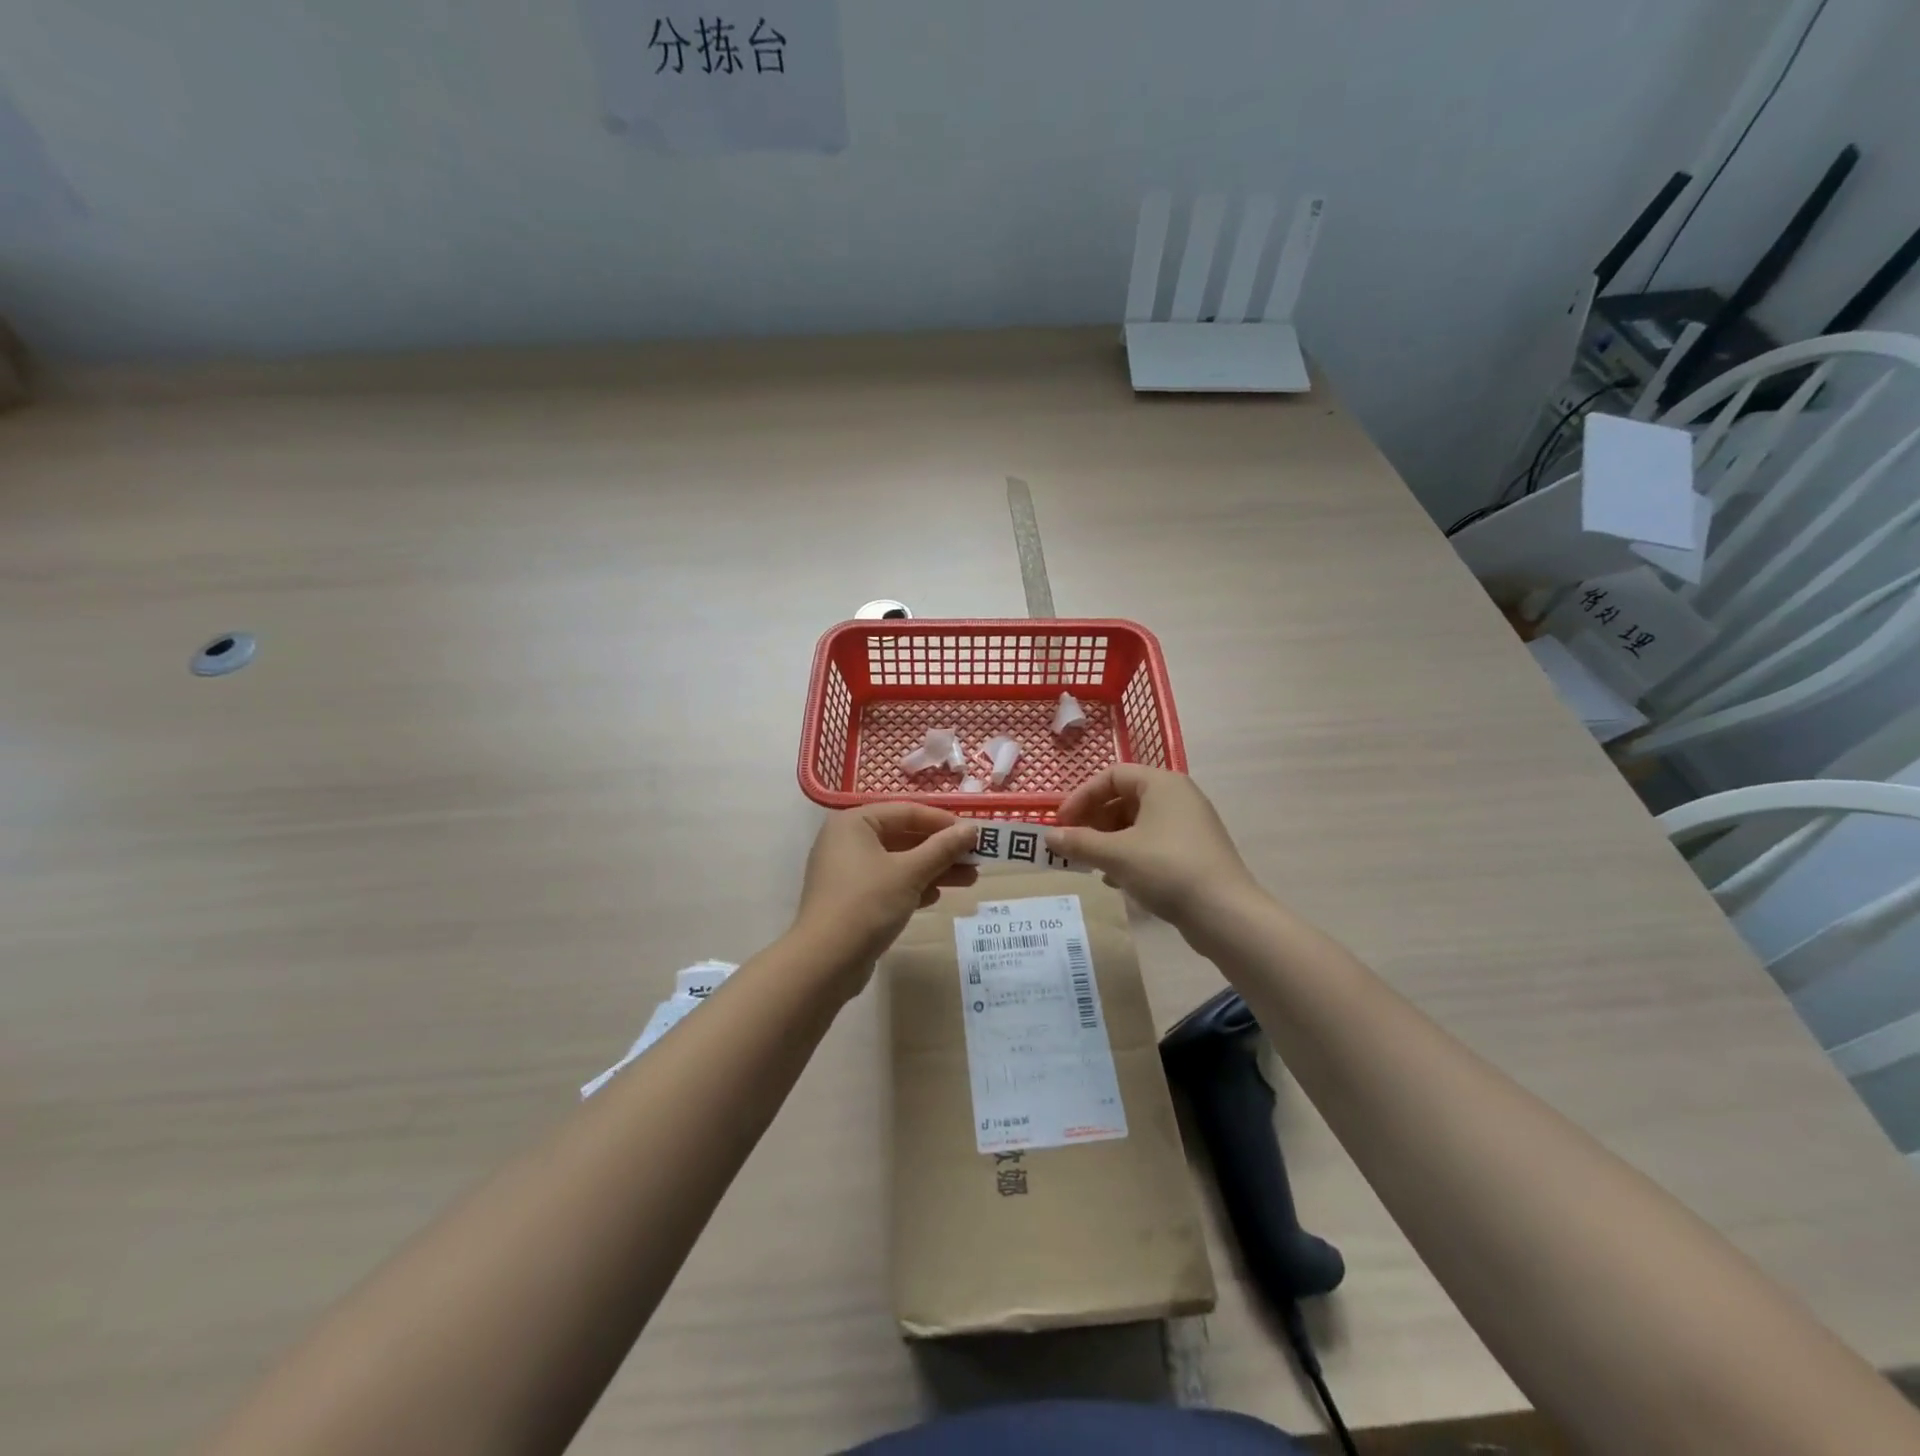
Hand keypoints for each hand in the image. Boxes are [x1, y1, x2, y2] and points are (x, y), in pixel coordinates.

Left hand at [793, 803, 977, 989]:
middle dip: (941, 849)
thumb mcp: (910, 872)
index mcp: (854, 823)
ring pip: (899, 862)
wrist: (825, 962)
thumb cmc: (867, 904)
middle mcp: (847, 841)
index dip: (942, 822)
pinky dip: (913, 886)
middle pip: (903, 837)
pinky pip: (888, 883)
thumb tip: (971, 829)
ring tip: (970, 879)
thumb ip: (942, 848)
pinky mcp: (851, 899)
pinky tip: (937, 896)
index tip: (974, 834)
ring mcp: (847, 872)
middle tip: (976, 859)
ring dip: (933, 869)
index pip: (906, 812)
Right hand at [1046, 766, 1262, 928]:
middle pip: (1124, 798)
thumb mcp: (1116, 855)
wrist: (1225, 913)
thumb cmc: (1167, 869)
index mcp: (1161, 783)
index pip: (1111, 775)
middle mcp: (1178, 796)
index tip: (1062, 823)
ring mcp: (1189, 824)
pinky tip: (1116, 880)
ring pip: (1137, 823)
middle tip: (1074, 845)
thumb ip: (1079, 842)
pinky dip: (1130, 854)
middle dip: (1094, 821)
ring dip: (1109, 840)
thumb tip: (1049, 837)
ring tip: (1091, 864)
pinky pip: (1152, 843)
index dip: (1082, 797)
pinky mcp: (1194, 851)